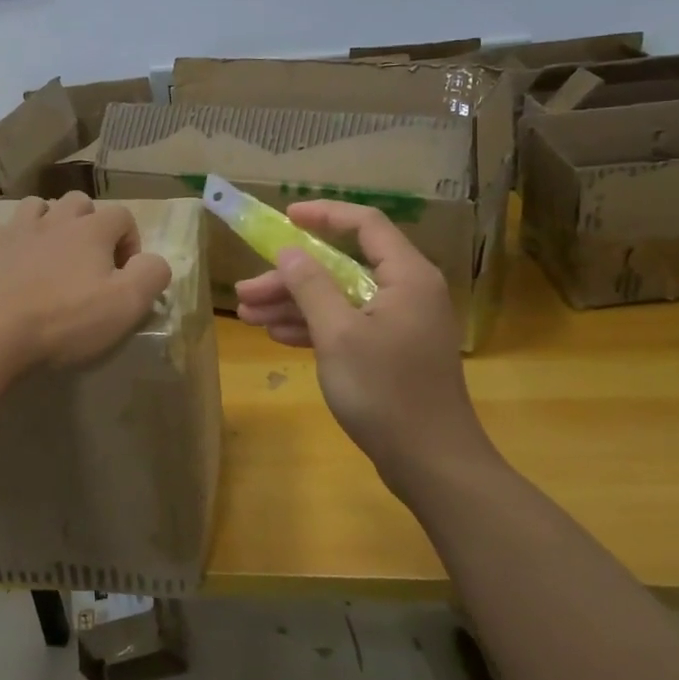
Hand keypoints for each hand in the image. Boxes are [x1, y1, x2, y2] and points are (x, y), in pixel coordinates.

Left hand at [0, 193, 172, 376]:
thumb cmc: (62, 320)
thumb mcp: (125, 305)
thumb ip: (151, 276)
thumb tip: (154, 262)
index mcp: (91, 229)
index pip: (123, 216)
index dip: (130, 242)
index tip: (124, 276)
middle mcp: (54, 219)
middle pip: (80, 203)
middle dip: (91, 226)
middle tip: (90, 265)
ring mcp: (16, 230)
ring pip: (41, 208)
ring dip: (53, 225)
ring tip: (53, 260)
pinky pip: (8, 232)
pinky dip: (19, 244)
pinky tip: (17, 272)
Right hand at [233, 201, 489, 490]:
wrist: (432, 464)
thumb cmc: (386, 391)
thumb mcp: (338, 334)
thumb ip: (311, 285)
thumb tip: (289, 251)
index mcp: (406, 275)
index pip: (365, 223)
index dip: (323, 215)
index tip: (285, 218)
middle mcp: (407, 291)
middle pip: (342, 266)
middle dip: (291, 276)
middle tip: (246, 290)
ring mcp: (399, 324)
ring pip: (340, 298)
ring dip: (294, 304)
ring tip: (247, 314)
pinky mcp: (391, 352)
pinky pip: (348, 325)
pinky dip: (314, 327)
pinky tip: (277, 334)